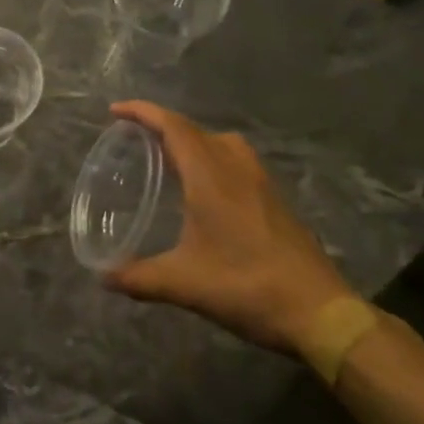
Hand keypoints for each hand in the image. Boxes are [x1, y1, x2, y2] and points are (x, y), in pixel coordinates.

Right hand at [102, 101, 354, 353]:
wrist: (319, 312)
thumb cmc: (246, 287)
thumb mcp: (183, 284)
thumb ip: (139, 278)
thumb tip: (105, 277)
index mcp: (210, 176)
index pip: (173, 126)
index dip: (143, 112)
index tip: (115, 111)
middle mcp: (236, 168)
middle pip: (195, 130)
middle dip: (162, 126)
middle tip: (134, 138)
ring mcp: (260, 182)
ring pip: (220, 143)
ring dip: (191, 140)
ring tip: (168, 158)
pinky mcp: (275, 199)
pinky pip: (236, 160)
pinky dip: (212, 158)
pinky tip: (205, 190)